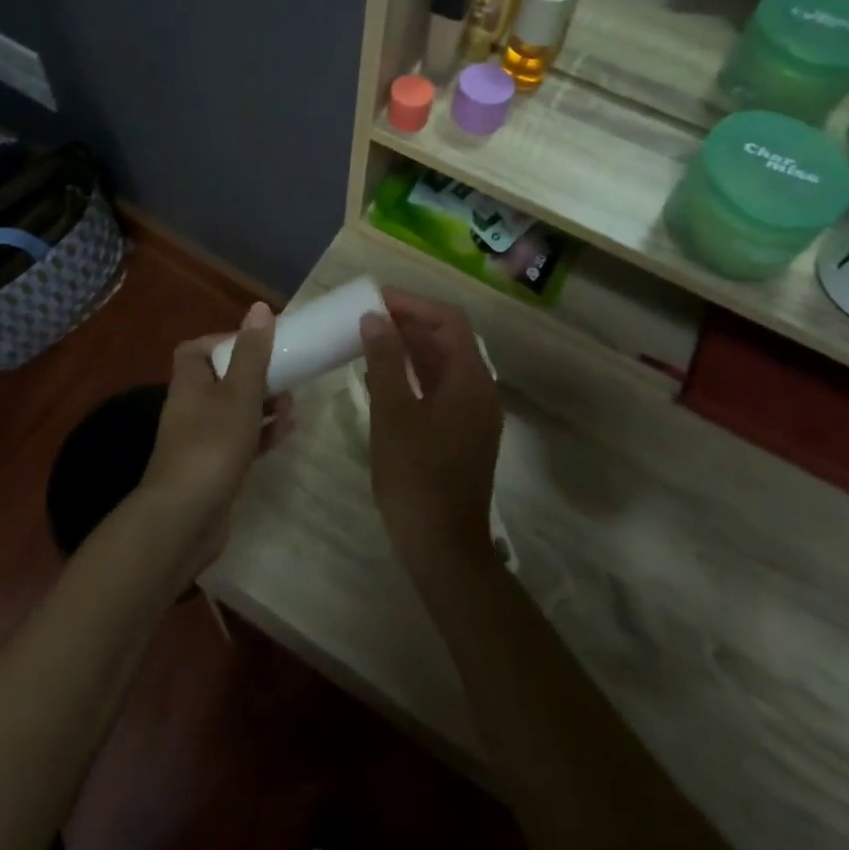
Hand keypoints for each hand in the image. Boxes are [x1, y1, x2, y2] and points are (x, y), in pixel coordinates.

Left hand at [136, 303, 294, 579]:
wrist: (184, 520)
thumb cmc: (212, 445)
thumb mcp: (239, 393)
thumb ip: (252, 352)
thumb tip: (259, 308)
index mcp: (190, 382)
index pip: (198, 348)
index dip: (226, 341)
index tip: (258, 344)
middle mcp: (191, 407)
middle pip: (222, 379)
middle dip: (255, 375)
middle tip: (285, 374)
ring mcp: (201, 440)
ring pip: (234, 411)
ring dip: (263, 405)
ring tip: (292, 404)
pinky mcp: (214, 469)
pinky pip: (241, 442)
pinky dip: (262, 434)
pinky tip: (287, 431)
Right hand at [360, 290, 503, 590]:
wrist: (444, 549)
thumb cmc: (416, 478)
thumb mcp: (393, 414)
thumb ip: (385, 361)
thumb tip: (375, 318)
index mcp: (470, 380)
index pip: (448, 320)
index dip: (413, 304)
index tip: (376, 300)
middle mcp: (480, 390)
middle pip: (449, 339)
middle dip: (410, 322)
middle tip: (368, 316)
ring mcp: (474, 413)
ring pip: (444, 364)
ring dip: (411, 347)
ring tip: (370, 339)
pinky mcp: (463, 433)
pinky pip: (441, 387)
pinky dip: (415, 373)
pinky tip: (384, 376)